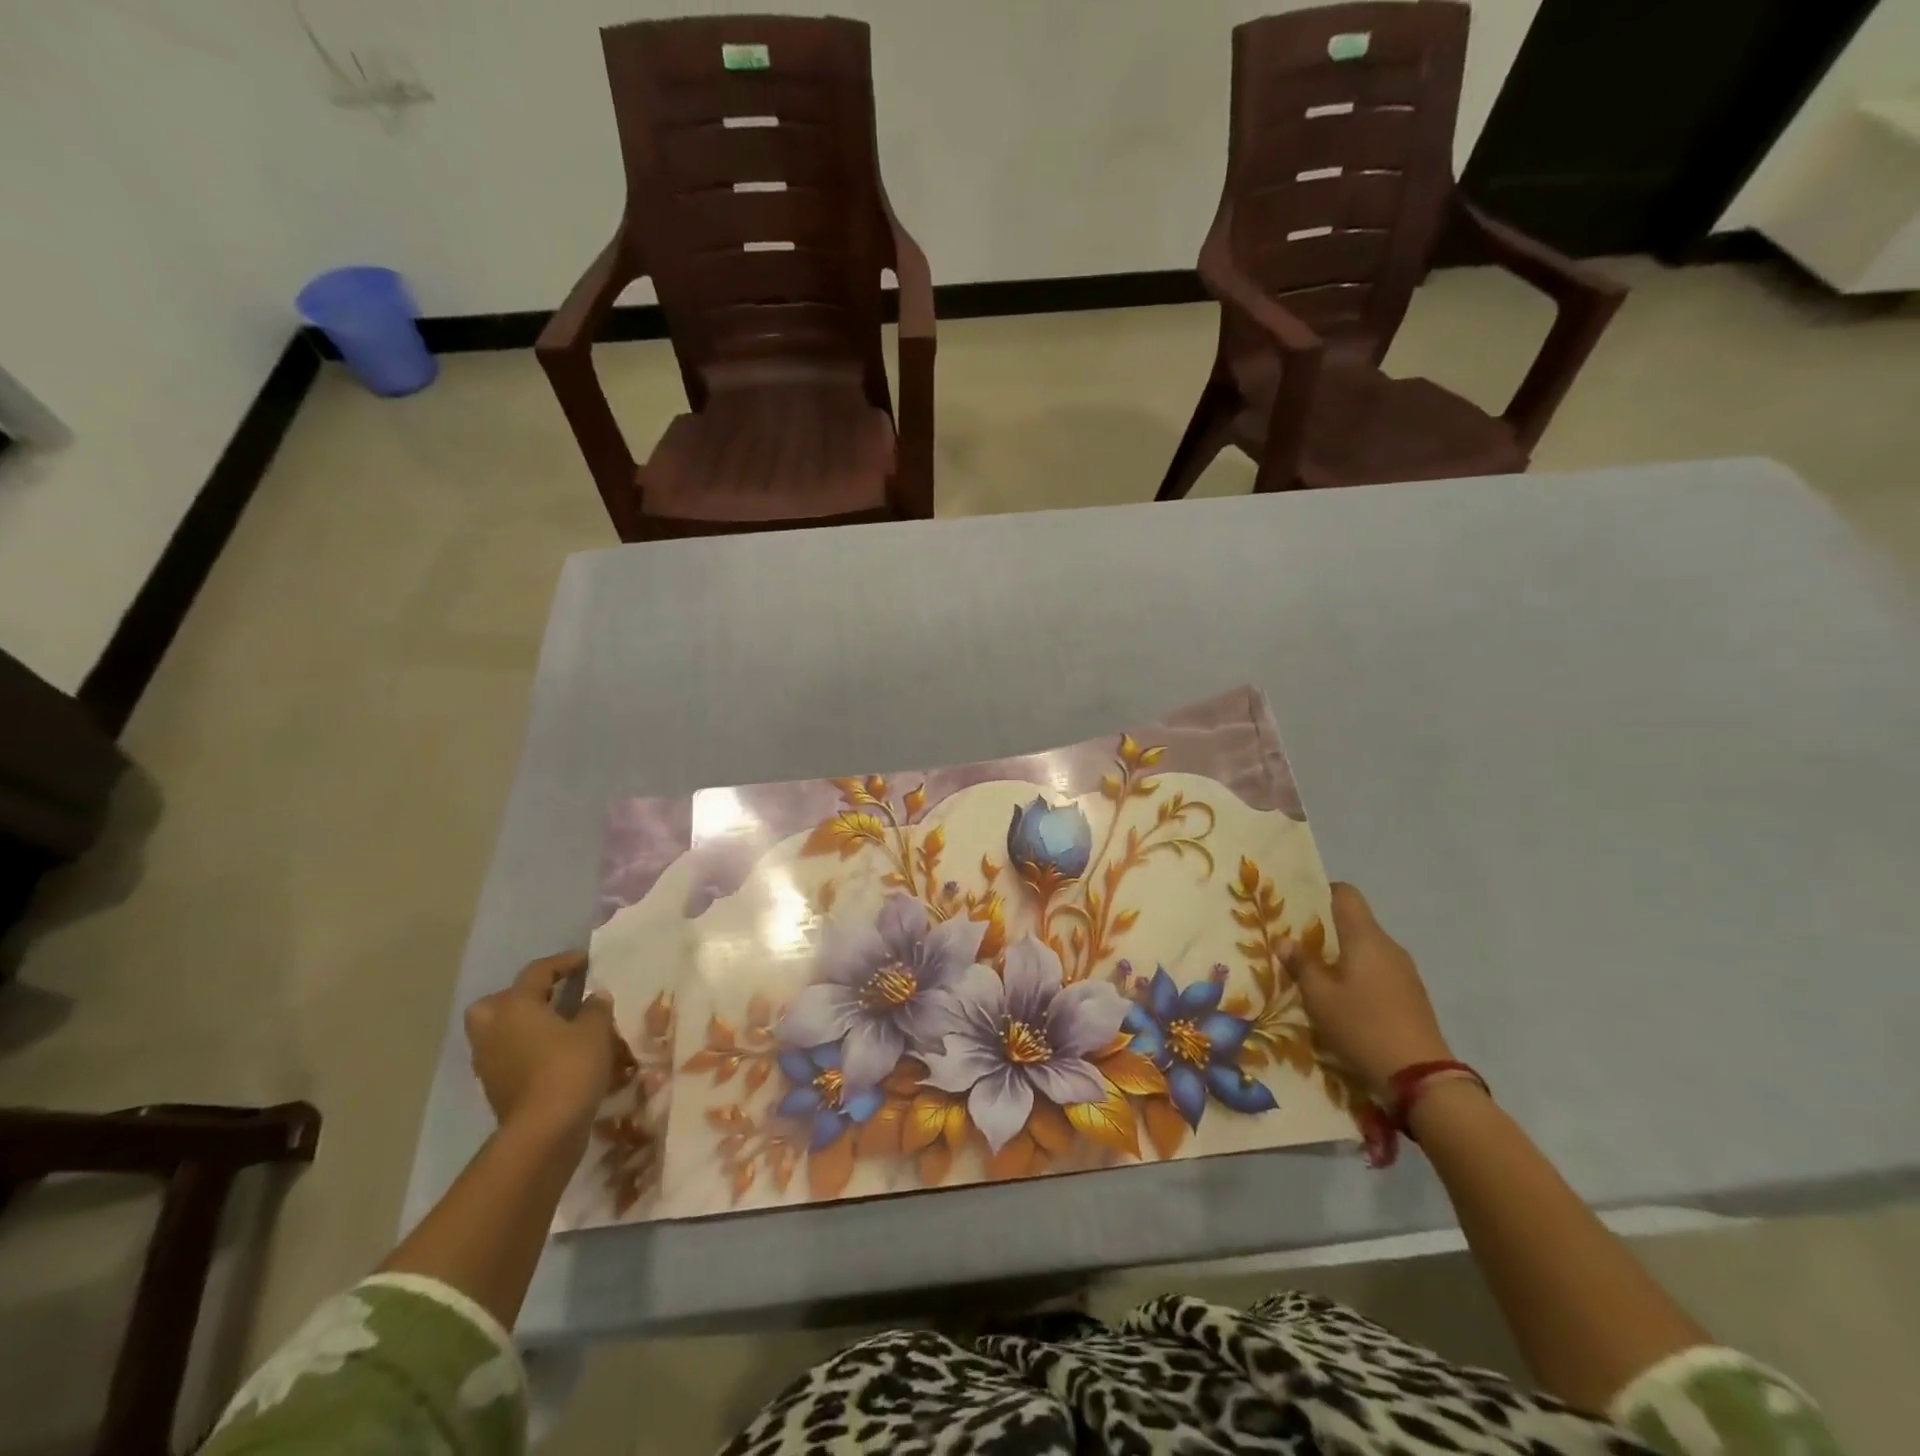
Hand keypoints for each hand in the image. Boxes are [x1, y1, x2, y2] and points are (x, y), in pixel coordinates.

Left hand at [464, 951, 619, 1144]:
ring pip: (498, 1031)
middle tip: (549, 997)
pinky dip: (524, 1050)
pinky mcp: (495, 1088)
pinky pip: (506, 1056)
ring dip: (521, 1025)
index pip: (537, 972)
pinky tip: (552, 1054)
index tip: (586, 961)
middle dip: (519, 996)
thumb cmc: (570, 1067)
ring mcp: (489, 1062)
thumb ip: (595, 1008)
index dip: (563, 963)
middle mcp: (494, 1029)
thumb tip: (594, 997)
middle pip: (496, 1002)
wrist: (544, 1130)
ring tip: (555, 1027)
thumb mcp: (595, 1031)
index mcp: (516, 1006)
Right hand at [1284, 884, 1452, 1099]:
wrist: (1421, 1077)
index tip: (1297, 906)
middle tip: (1296, 945)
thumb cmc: (1362, 1026)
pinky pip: (1378, 971)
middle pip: (1355, 922)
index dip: (1321, 892)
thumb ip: (1301, 964)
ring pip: (1366, 949)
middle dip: (1325, 930)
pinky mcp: (1412, 995)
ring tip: (1316, 975)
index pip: (1346, 894)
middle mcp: (1388, 946)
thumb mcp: (1319, 997)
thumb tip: (1284, 940)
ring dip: (1341, 956)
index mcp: (1365, 937)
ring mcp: (1405, 971)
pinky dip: (1358, 975)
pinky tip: (1343, 1000)